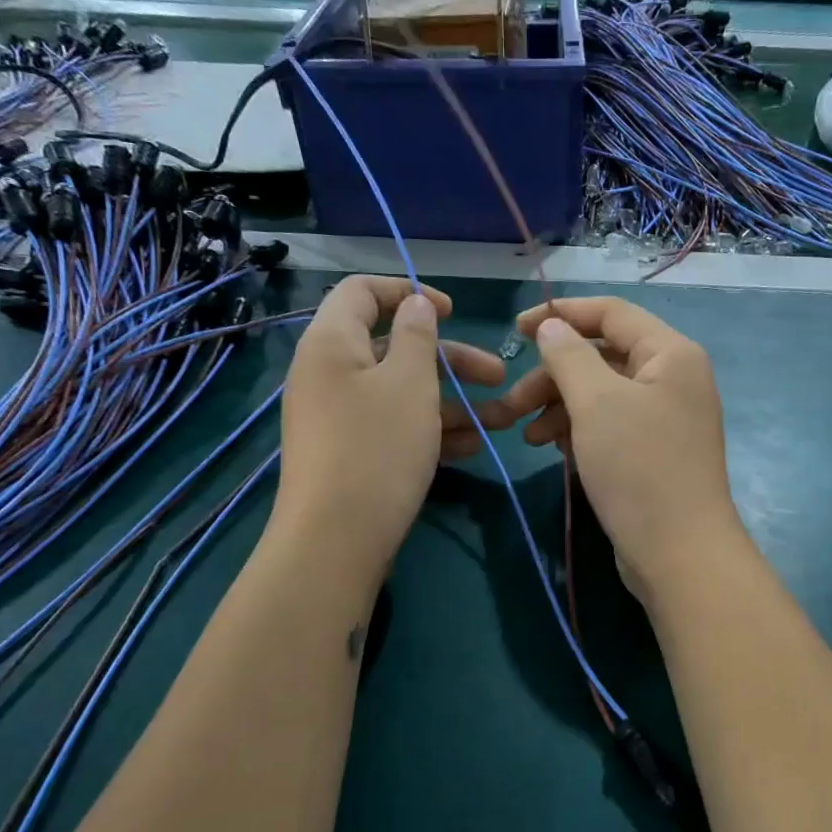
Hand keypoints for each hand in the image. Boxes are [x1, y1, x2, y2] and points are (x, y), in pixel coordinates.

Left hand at [275, 276, 505, 582]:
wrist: (335, 540)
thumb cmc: (377, 448)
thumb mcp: (409, 383)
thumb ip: (417, 336)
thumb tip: (416, 304)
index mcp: (332, 342)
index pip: (363, 291)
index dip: (410, 291)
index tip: (454, 312)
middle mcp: (329, 373)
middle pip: (394, 347)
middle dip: (452, 361)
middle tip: (498, 375)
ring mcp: (338, 416)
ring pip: (401, 393)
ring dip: (451, 402)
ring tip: (501, 422)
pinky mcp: (349, 452)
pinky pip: (393, 426)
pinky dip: (430, 430)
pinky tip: (471, 448)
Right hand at [501, 297, 746, 602]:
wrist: (679, 554)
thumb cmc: (638, 469)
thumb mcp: (596, 403)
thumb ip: (569, 356)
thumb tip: (551, 325)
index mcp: (671, 353)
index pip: (611, 313)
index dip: (561, 314)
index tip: (515, 329)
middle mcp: (673, 378)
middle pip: (603, 356)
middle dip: (553, 375)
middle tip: (512, 403)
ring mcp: (665, 417)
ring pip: (602, 394)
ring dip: (560, 407)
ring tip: (527, 436)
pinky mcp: (653, 451)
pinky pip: (610, 425)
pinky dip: (579, 430)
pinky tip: (553, 449)